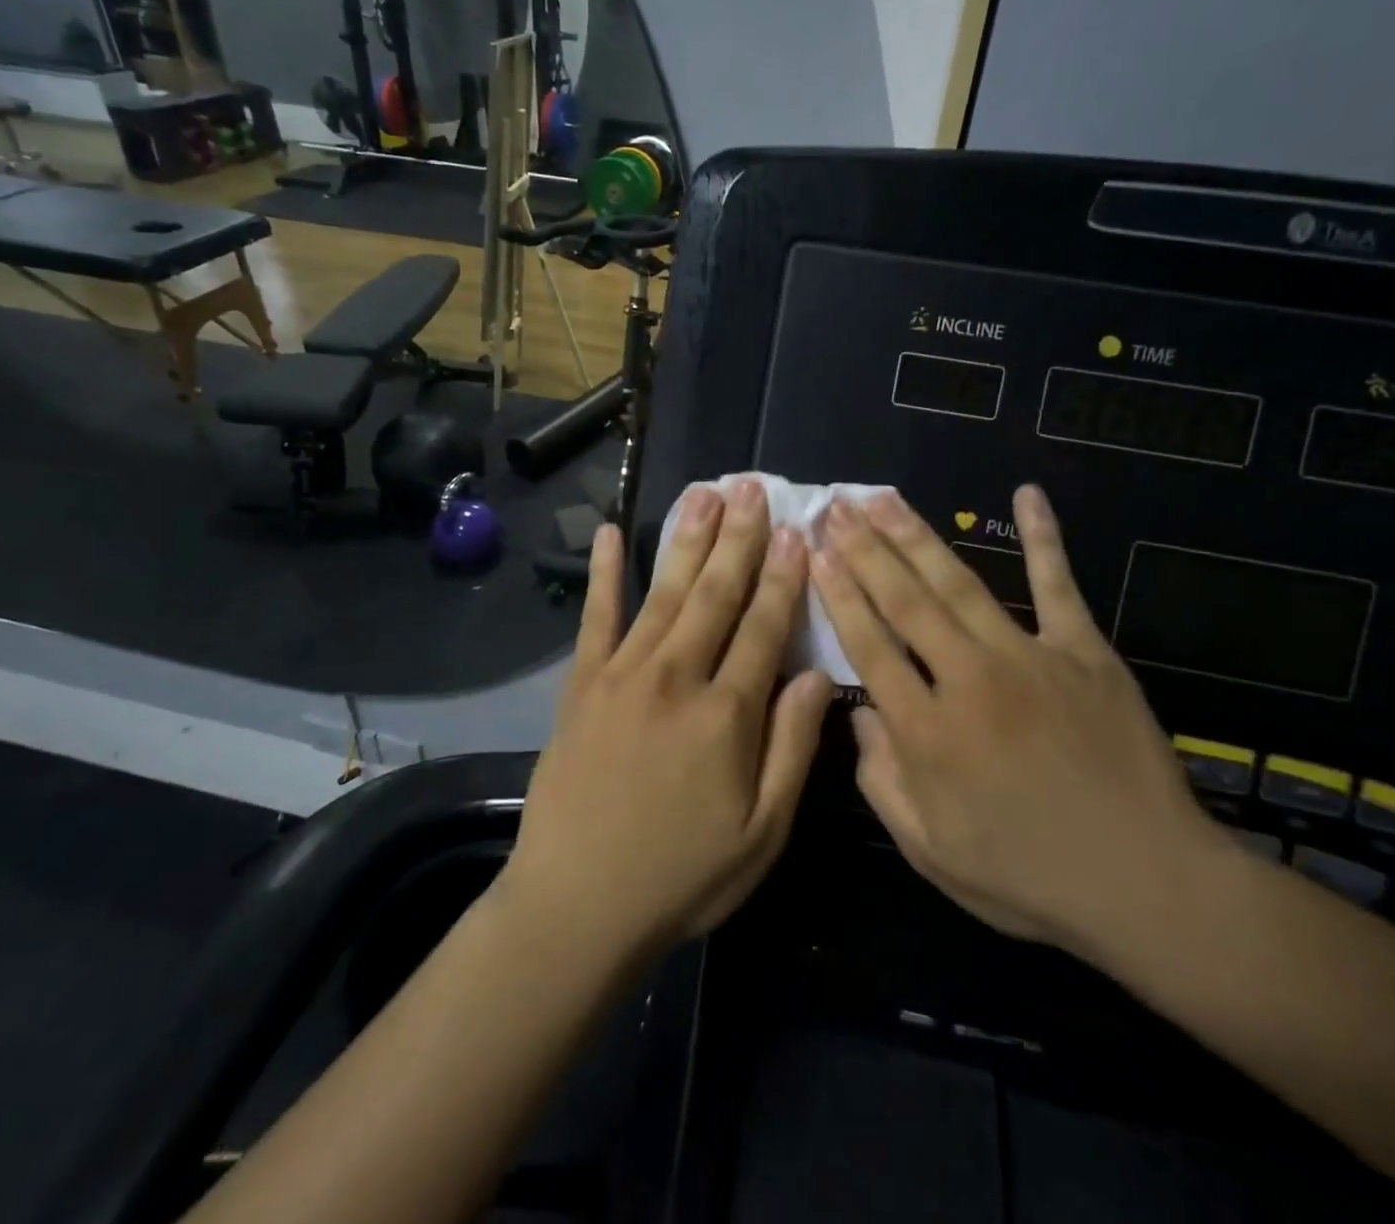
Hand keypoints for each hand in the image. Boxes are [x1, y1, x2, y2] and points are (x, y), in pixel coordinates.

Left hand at [503, 480, 833, 960]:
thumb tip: (817, 677)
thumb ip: (793, 749)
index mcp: (727, 715)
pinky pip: (595, 618)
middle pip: (716, 594)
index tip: (798, 532)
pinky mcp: (582, 684)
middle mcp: (676, 678)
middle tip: (753, 487)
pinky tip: (609, 534)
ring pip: (665, 593)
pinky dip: (603, 574)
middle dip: (739, 538)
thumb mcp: (762, 833)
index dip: (784, 578)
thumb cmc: (681, 877)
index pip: (764, 628)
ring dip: (688, 539)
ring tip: (706, 493)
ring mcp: (623, 675)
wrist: (577, 906)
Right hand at [811, 484, 1227, 962]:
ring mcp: (1029, 658)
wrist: (1149, 885)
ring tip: (884, 498)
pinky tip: (1027, 493)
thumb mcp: (932, 855)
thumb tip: (860, 714)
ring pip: (959, 584)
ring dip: (917, 536)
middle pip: (905, 602)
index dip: (839, 595)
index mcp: (928, 733)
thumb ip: (883, 783)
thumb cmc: (1030, 878)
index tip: (816, 553)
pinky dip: (1044, 537)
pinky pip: (1058, 584)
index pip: (869, 647)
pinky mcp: (1085, 652)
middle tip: (838, 506)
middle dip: (865, 549)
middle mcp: (969, 681)